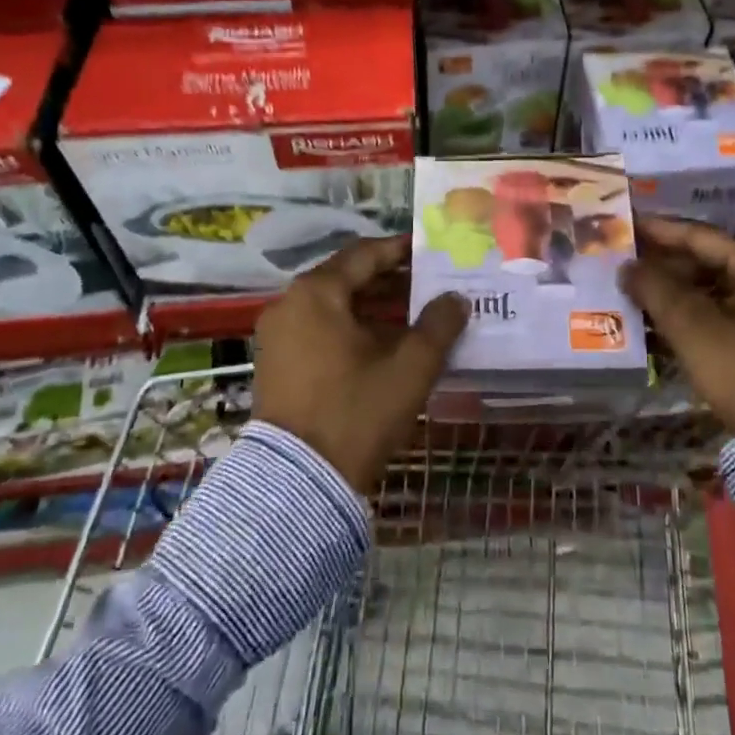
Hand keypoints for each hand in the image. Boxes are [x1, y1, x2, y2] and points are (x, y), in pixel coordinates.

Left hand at [252, 235, 467, 492]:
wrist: (299, 483)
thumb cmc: (357, 412)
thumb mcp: (409, 367)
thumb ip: (438, 325)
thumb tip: (456, 299)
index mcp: (317, 293)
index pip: (364, 254)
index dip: (401, 251)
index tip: (431, 252)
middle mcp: (290, 304)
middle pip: (347, 279)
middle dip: (391, 281)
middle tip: (430, 285)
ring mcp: (279, 336)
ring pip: (334, 307)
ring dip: (374, 308)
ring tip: (416, 315)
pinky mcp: (278, 364)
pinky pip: (320, 330)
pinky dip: (352, 329)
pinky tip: (386, 345)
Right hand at [620, 216, 734, 432]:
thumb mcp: (693, 327)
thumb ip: (654, 288)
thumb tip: (626, 266)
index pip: (698, 236)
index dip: (655, 230)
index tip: (623, 223)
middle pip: (704, 261)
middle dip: (661, 266)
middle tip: (620, 263)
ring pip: (710, 290)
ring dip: (672, 293)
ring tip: (630, 293)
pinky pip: (721, 314)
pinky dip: (690, 316)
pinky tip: (656, 323)